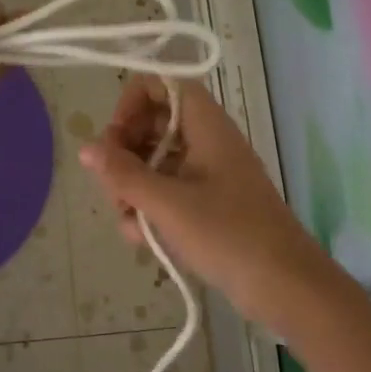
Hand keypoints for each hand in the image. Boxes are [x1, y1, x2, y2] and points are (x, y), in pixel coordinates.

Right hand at [80, 78, 343, 326]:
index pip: (164, 85)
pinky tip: (142, 238)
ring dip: (133, 187)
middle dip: (125, 153)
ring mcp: (210, 176)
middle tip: (112, 184)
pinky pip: (169, 193)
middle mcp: (208, 143)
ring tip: (127, 219)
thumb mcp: (166, 203)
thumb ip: (123, 174)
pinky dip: (151, 209)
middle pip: (155, 125)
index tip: (114, 137)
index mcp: (207, 127)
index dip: (133, 101)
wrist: (284, 286)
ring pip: (157, 163)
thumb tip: (86, 147)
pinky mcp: (210, 206)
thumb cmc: (227, 234)